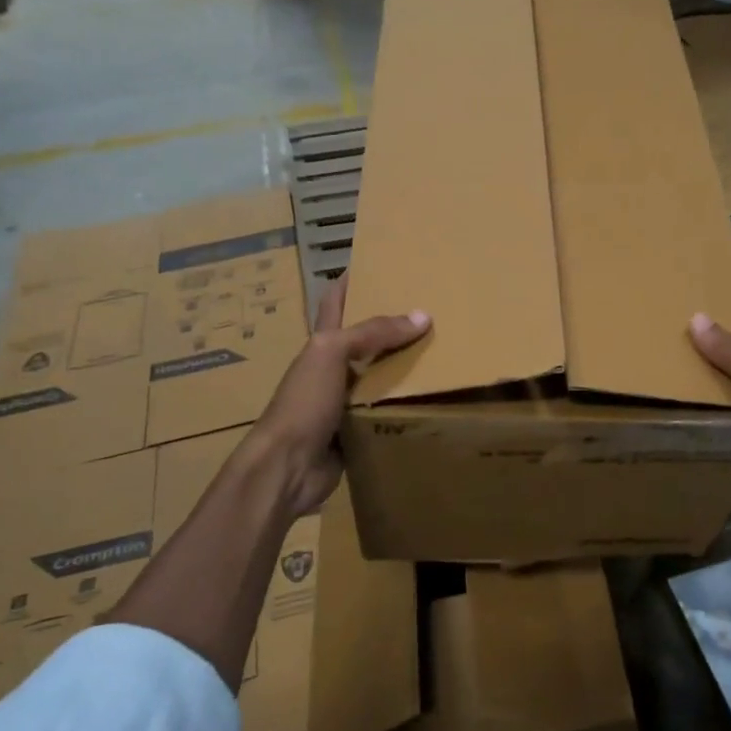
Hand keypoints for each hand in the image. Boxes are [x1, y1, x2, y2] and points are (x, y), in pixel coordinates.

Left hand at [247, 279, 428, 519]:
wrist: (288, 466)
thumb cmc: (303, 402)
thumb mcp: (333, 354)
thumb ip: (373, 332)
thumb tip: (423, 316)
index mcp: (322, 343)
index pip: (335, 302)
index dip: (350, 280)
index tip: (377, 263)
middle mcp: (332, 368)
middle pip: (364, 339)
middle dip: (391, 324)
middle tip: (429, 308)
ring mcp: (343, 401)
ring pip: (379, 375)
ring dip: (404, 365)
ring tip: (441, 350)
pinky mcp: (356, 430)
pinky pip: (385, 410)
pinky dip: (404, 403)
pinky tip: (431, 397)